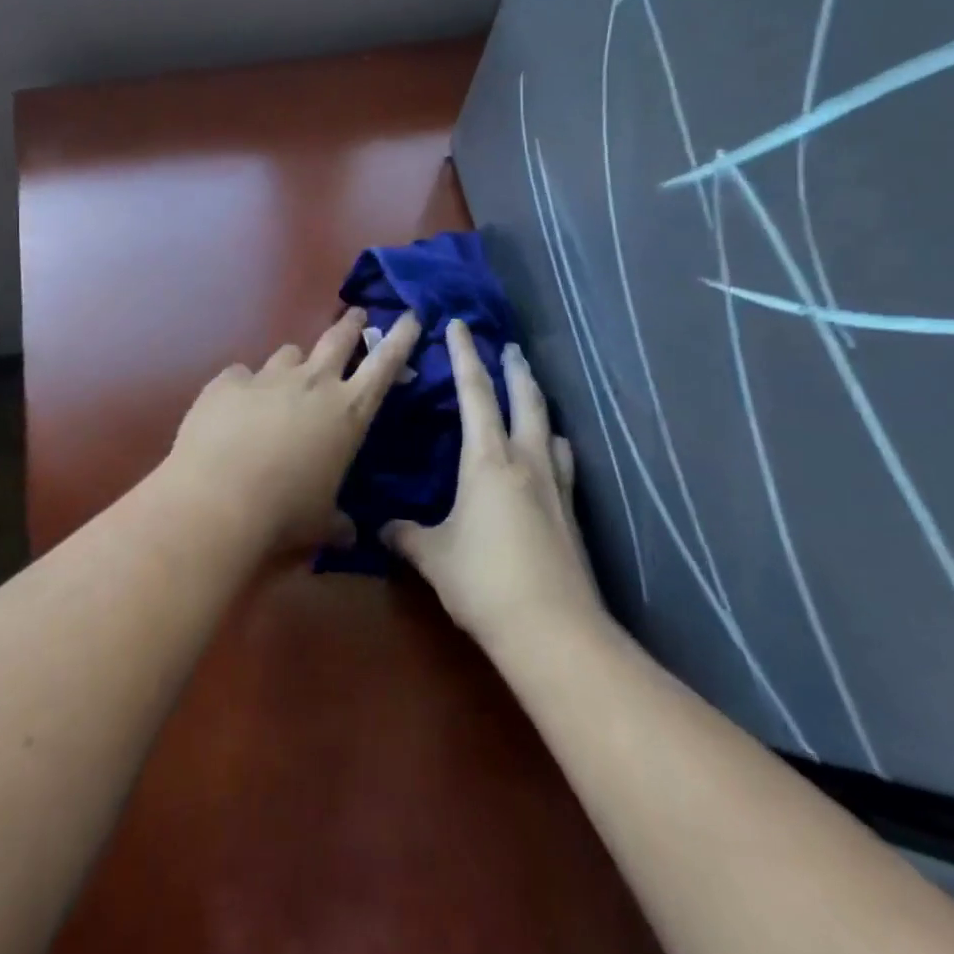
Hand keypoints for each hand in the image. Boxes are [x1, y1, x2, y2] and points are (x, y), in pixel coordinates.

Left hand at [163, 307, 421, 551]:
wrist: (218, 499)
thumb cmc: (285, 514)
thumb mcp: (321, 523)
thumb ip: (338, 522)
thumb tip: (349, 535)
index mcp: (348, 412)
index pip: (385, 364)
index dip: (401, 338)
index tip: (410, 316)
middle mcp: (313, 383)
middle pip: (338, 338)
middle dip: (352, 325)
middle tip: (357, 316)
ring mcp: (268, 377)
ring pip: (289, 353)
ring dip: (294, 363)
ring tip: (287, 379)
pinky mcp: (228, 381)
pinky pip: (241, 375)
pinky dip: (244, 387)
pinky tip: (235, 406)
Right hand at [385, 320, 604, 644]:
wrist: (552, 628)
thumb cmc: (484, 581)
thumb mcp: (434, 556)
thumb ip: (406, 535)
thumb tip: (382, 528)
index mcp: (487, 459)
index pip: (475, 393)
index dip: (465, 356)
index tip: (459, 325)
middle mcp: (525, 460)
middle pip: (524, 399)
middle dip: (514, 369)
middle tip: (509, 348)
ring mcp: (555, 485)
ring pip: (548, 427)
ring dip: (538, 404)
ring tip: (531, 396)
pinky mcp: (571, 512)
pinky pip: (562, 461)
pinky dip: (553, 445)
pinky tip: (551, 455)